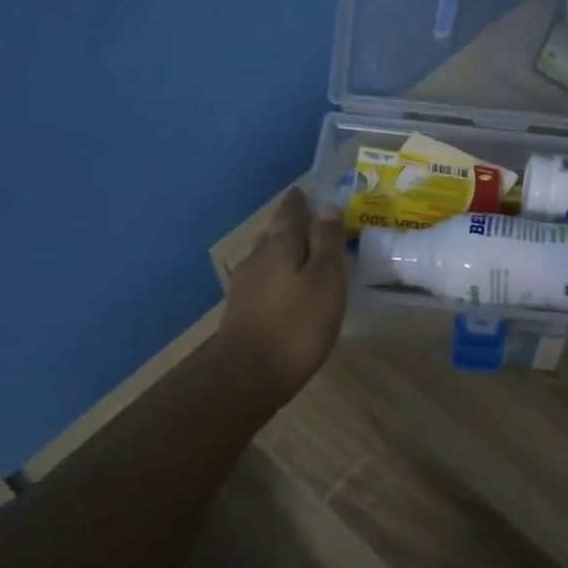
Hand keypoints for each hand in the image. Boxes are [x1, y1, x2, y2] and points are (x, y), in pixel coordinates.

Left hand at [217, 187, 347, 403]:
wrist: (247, 376)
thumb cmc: (297, 325)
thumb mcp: (325, 280)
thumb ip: (326, 241)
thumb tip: (326, 206)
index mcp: (279, 245)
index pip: (290, 211)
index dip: (300, 200)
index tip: (309, 191)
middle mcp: (257, 257)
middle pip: (275, 231)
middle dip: (292, 223)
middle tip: (313, 219)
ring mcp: (245, 284)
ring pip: (268, 255)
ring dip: (285, 249)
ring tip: (305, 251)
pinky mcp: (242, 309)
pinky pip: (264, 278)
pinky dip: (279, 274)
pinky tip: (288, 286)